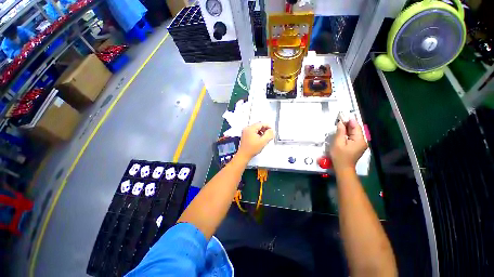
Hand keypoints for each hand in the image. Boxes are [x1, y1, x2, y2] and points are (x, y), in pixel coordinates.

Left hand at [237, 123, 273, 159]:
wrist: (244, 155)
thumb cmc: (252, 149)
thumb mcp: (263, 141)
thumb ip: (269, 135)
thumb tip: (271, 130)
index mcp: (250, 129)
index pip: (261, 124)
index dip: (267, 126)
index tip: (271, 130)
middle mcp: (247, 128)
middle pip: (258, 125)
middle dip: (264, 129)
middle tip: (269, 133)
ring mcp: (245, 131)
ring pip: (255, 128)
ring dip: (261, 131)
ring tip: (265, 137)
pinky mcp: (245, 135)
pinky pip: (253, 131)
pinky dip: (257, 133)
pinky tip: (260, 138)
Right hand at [329, 119, 367, 170]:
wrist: (343, 168)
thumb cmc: (339, 155)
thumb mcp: (338, 143)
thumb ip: (340, 132)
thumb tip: (341, 123)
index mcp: (359, 140)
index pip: (356, 127)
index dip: (350, 120)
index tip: (343, 115)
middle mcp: (363, 141)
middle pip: (356, 129)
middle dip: (349, 124)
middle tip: (340, 118)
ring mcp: (361, 144)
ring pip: (355, 133)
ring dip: (348, 128)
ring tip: (340, 124)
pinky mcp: (357, 147)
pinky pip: (354, 137)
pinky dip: (348, 133)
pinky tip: (343, 132)